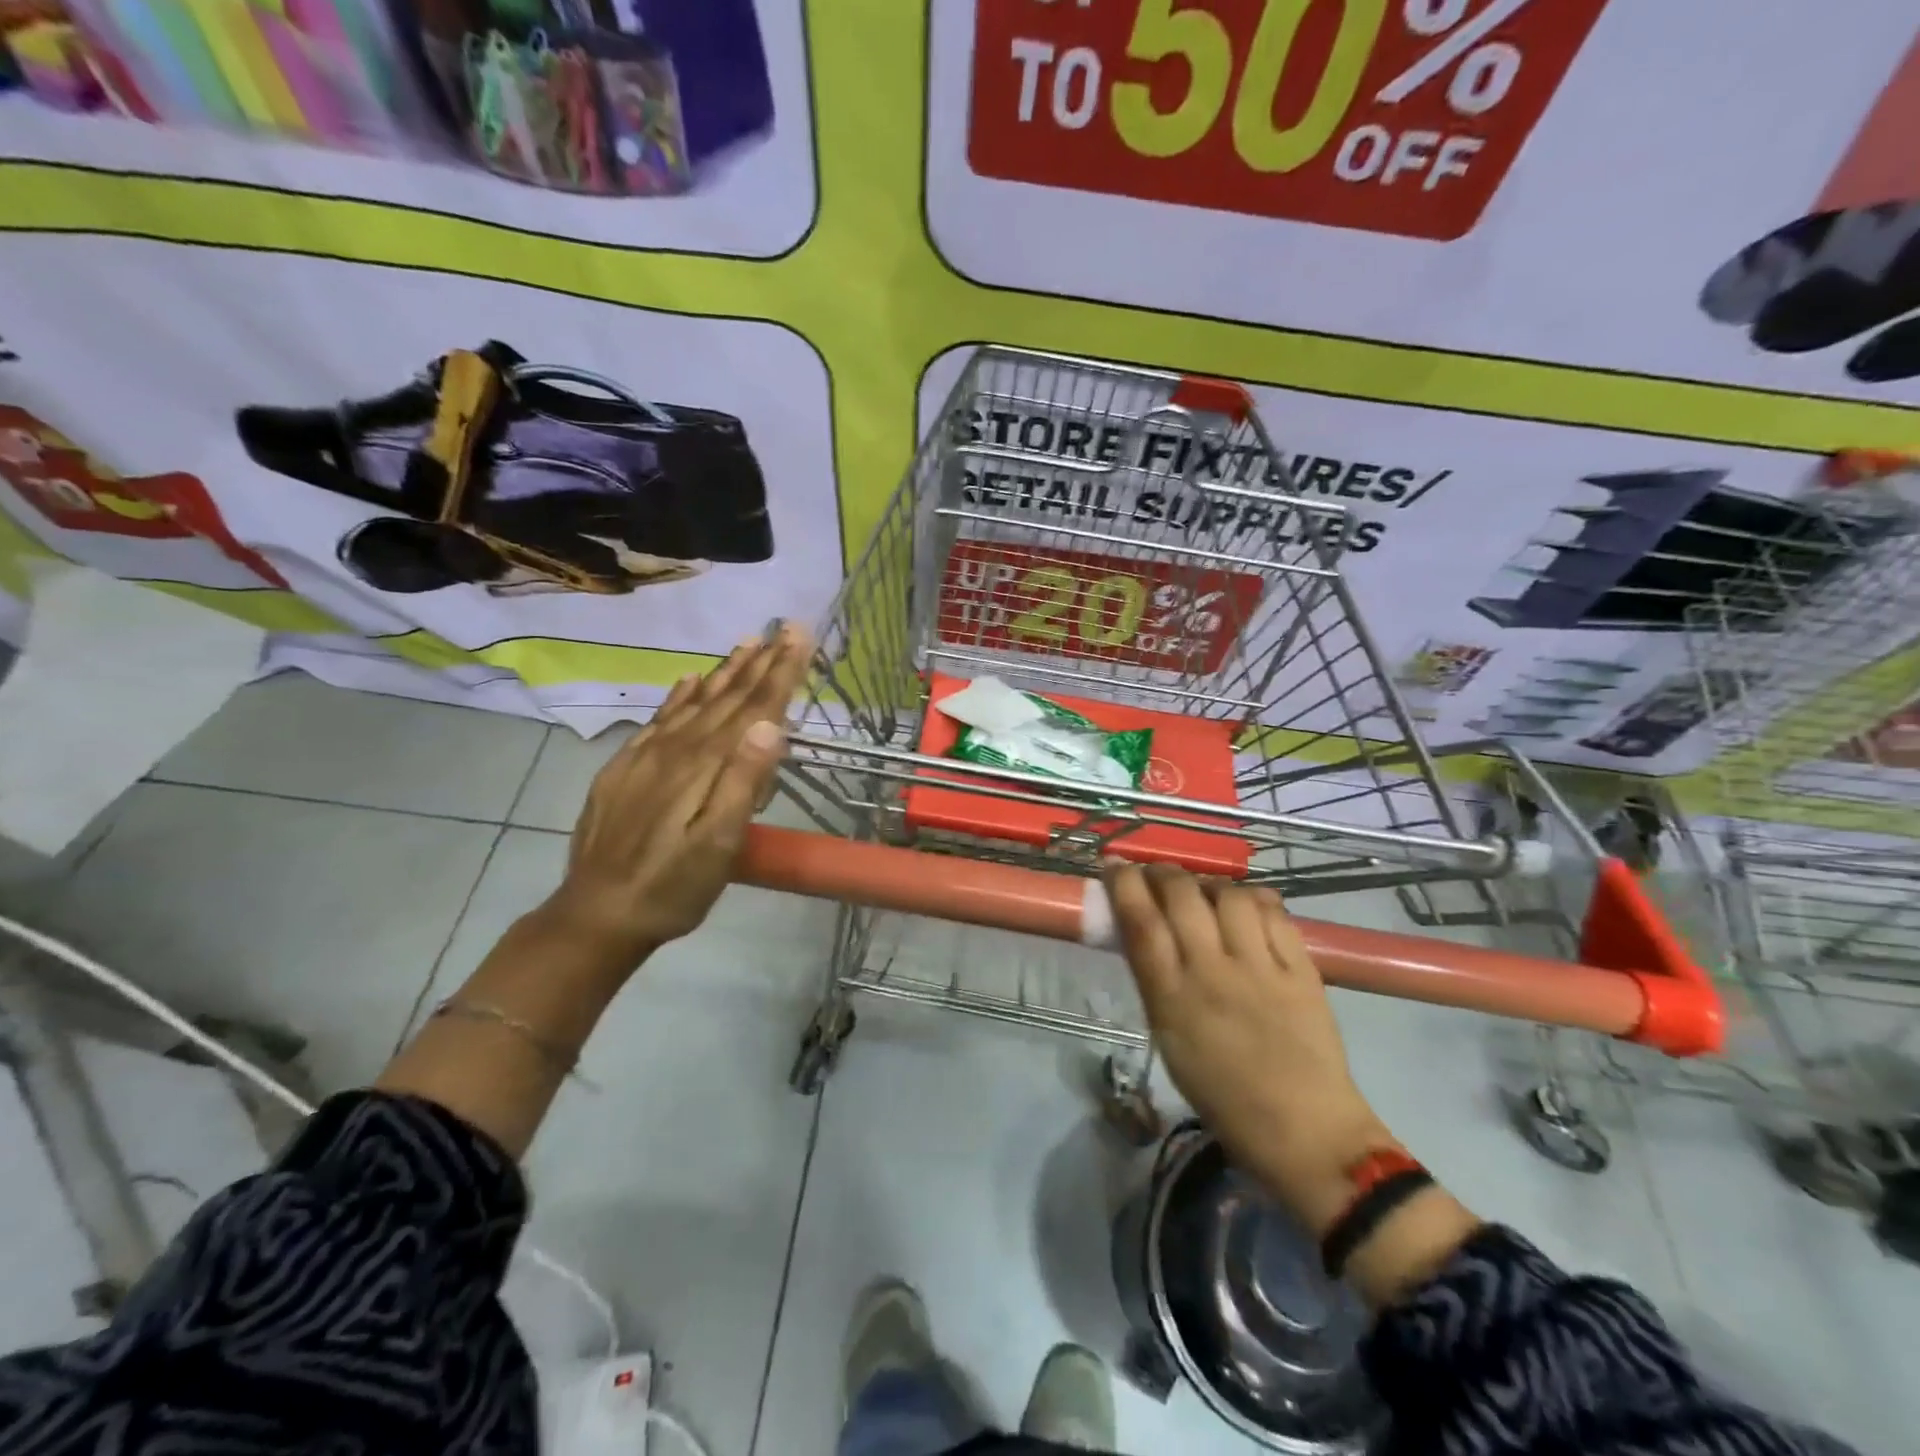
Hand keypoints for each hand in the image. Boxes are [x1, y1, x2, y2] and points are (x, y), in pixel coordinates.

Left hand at [544, 623, 812, 967]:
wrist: (597, 913)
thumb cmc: (673, 886)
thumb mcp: (718, 844)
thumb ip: (743, 782)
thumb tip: (771, 725)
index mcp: (705, 764)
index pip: (752, 707)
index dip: (779, 671)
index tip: (798, 634)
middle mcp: (677, 748)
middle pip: (726, 697)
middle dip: (758, 661)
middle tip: (782, 627)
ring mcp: (647, 756)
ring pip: (694, 701)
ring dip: (724, 672)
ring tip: (746, 643)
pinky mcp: (626, 768)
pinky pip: (660, 719)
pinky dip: (679, 695)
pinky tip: (689, 680)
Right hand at [1106, 863, 1395, 1235]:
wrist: (1304, 1130)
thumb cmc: (1221, 1094)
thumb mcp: (1169, 1038)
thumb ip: (1156, 981)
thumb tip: (1144, 931)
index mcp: (1172, 999)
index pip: (1140, 922)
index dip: (1123, 884)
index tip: (1115, 867)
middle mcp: (1213, 972)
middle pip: (1181, 895)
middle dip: (1161, 872)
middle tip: (1155, 873)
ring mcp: (1261, 967)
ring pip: (1229, 894)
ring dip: (1208, 882)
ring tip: (1204, 890)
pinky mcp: (1301, 968)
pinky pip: (1273, 912)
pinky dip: (1252, 897)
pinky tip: (1244, 903)